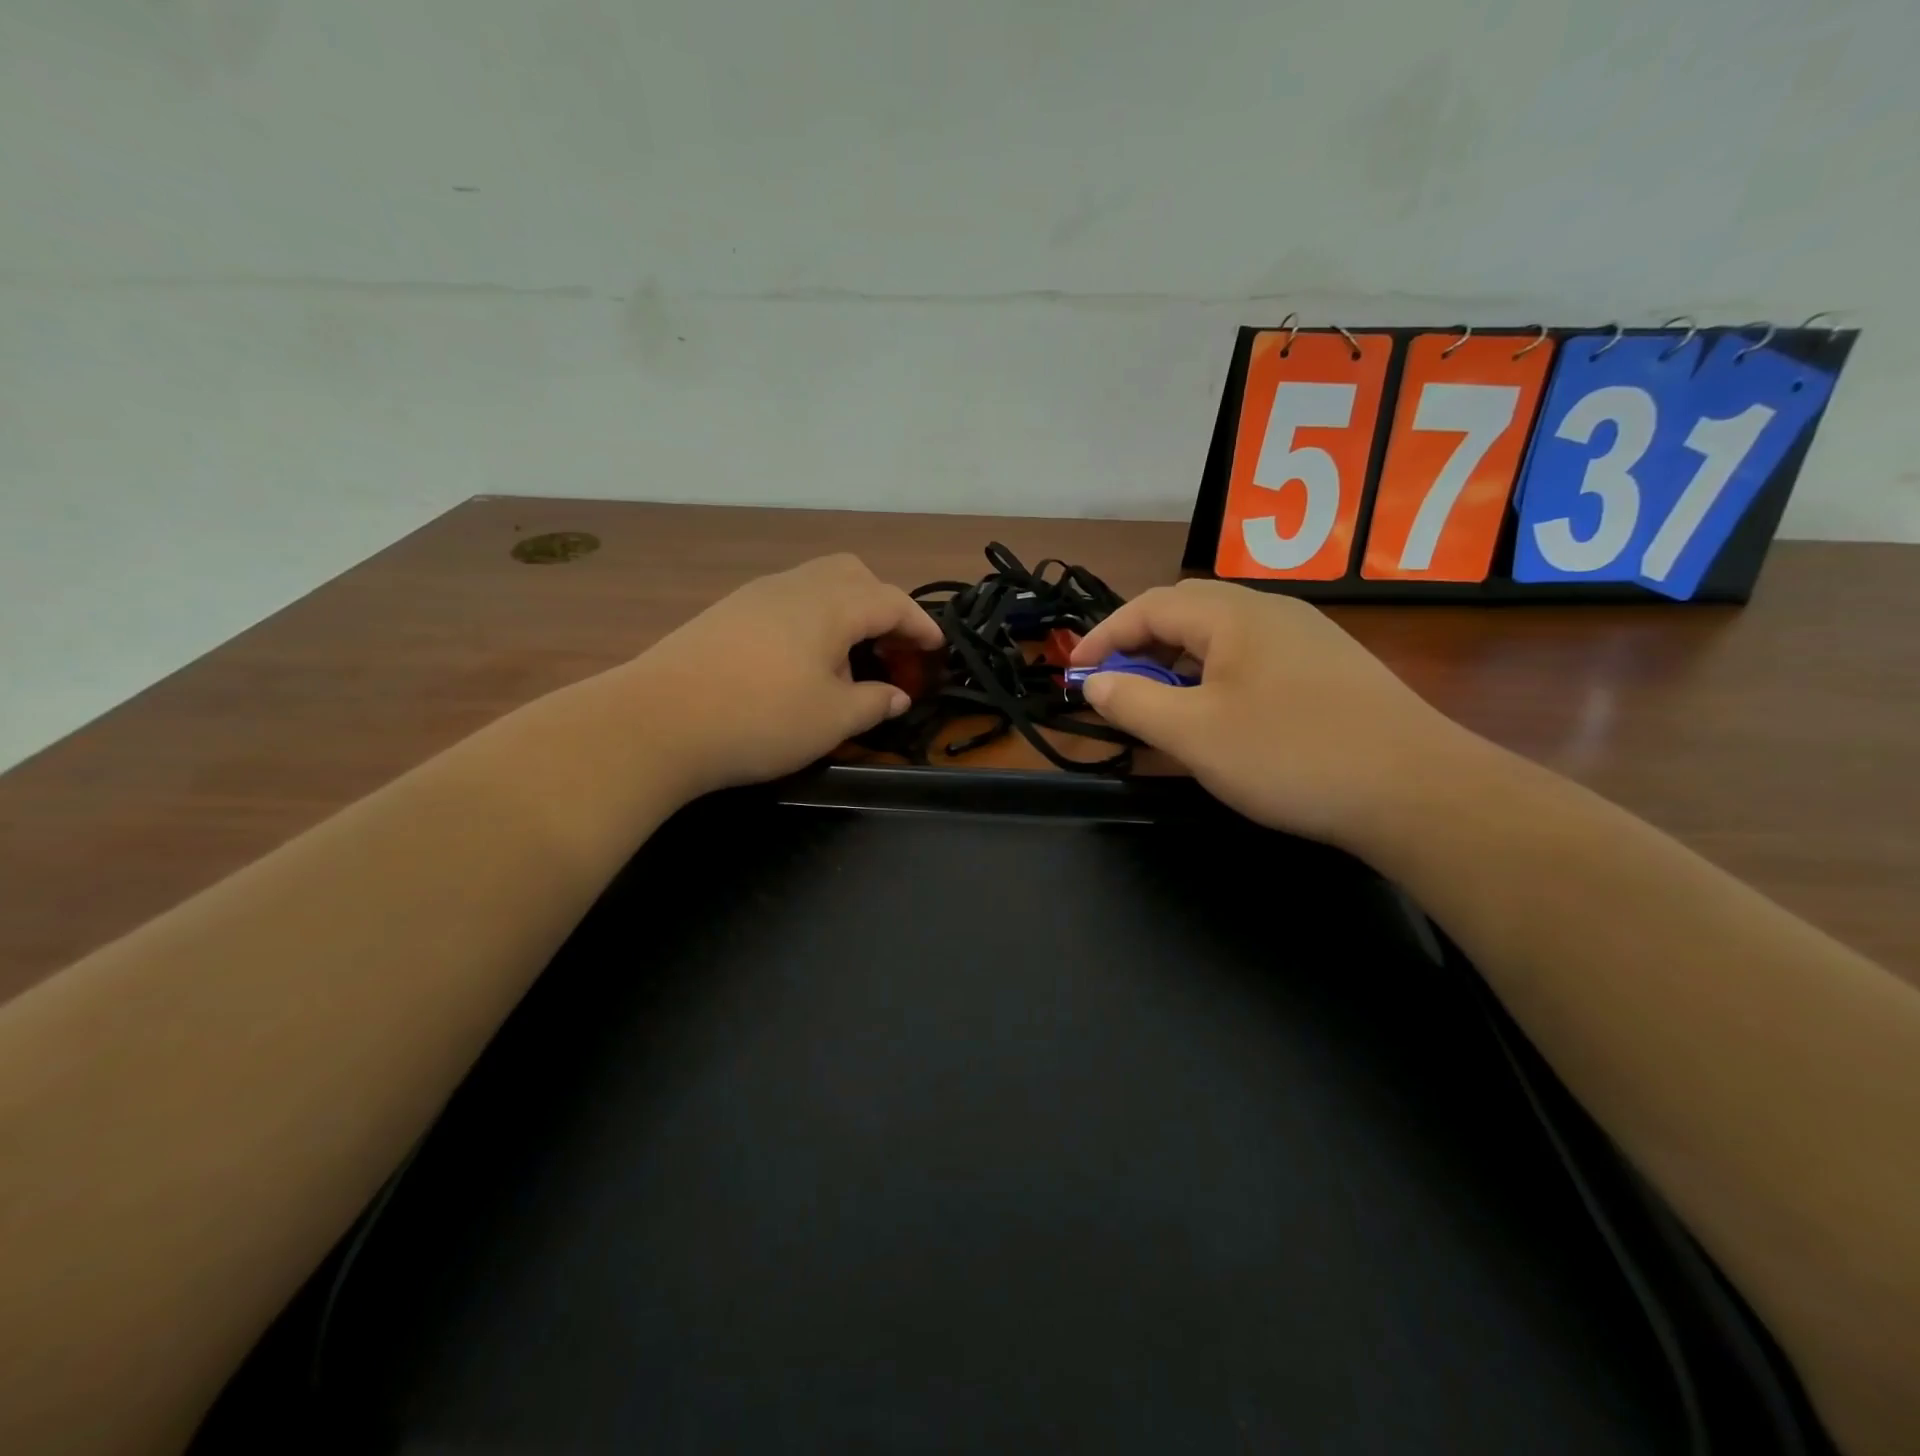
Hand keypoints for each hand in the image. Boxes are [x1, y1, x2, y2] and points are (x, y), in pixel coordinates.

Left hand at [629, 554, 943, 795]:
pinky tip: (802, 662)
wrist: (657, 721)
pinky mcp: (727, 612)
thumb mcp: (832, 720)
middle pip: (853, 575)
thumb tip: (897, 695)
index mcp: (831, 605)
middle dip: (883, 605)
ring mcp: (755, 595)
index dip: (921, 626)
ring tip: (849, 660)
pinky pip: (787, 601)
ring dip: (846, 613)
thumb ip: (874, 703)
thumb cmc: (760, 718)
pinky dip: (813, 621)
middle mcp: (795, 586)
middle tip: (891, 649)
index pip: (892, 601)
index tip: (937, 651)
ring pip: (817, 584)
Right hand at [1071, 580, 1476, 847]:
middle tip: (1114, 684)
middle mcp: (1273, 611)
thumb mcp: (1194, 734)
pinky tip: (1222, 714)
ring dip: (1179, 661)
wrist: (1418, 791)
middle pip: (1188, 610)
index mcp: (1235, 614)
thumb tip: (1096, 681)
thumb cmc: (1290, 755)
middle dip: (1140, 644)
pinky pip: (1255, 657)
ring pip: (1224, 635)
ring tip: (1161, 701)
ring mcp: (1310, 638)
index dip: (1104, 636)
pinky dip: (1217, 675)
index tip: (1075, 672)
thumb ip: (1134, 702)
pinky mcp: (1333, 669)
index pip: (1150, 605)